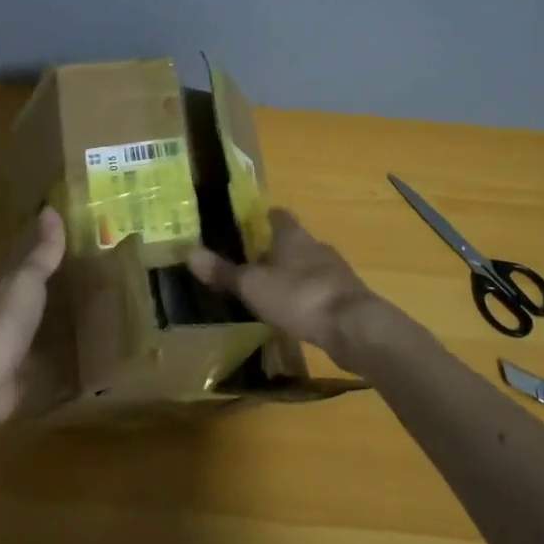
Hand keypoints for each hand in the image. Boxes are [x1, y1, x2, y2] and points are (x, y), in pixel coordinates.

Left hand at [0, 207, 66, 429]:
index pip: (24, 259)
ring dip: (58, 316)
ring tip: (91, 310)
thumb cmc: (7, 321)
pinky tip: (80, 351)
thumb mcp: (27, 280)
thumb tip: (50, 209)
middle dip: (53, 282)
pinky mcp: (26, 372)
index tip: (65, 234)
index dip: (40, 245)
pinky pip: (48, 354)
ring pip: (41, 322)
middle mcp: (10, 312)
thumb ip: (42, 252)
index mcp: (7, 286)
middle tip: (87, 272)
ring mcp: (16, 344)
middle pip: (33, 292)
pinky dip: (62, 349)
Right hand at [187, 208, 381, 366]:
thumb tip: (189, 252)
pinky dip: (307, 297)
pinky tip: (296, 312)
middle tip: (253, 261)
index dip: (264, 217)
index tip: (251, 223)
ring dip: (293, 274)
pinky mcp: (347, 298)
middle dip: (276, 249)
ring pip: (309, 266)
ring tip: (272, 289)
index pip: (278, 216)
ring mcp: (336, 273)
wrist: (354, 327)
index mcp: (293, 237)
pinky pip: (321, 290)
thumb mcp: (253, 285)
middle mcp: (317, 247)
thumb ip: (223, 272)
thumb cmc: (299, 296)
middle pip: (295, 241)